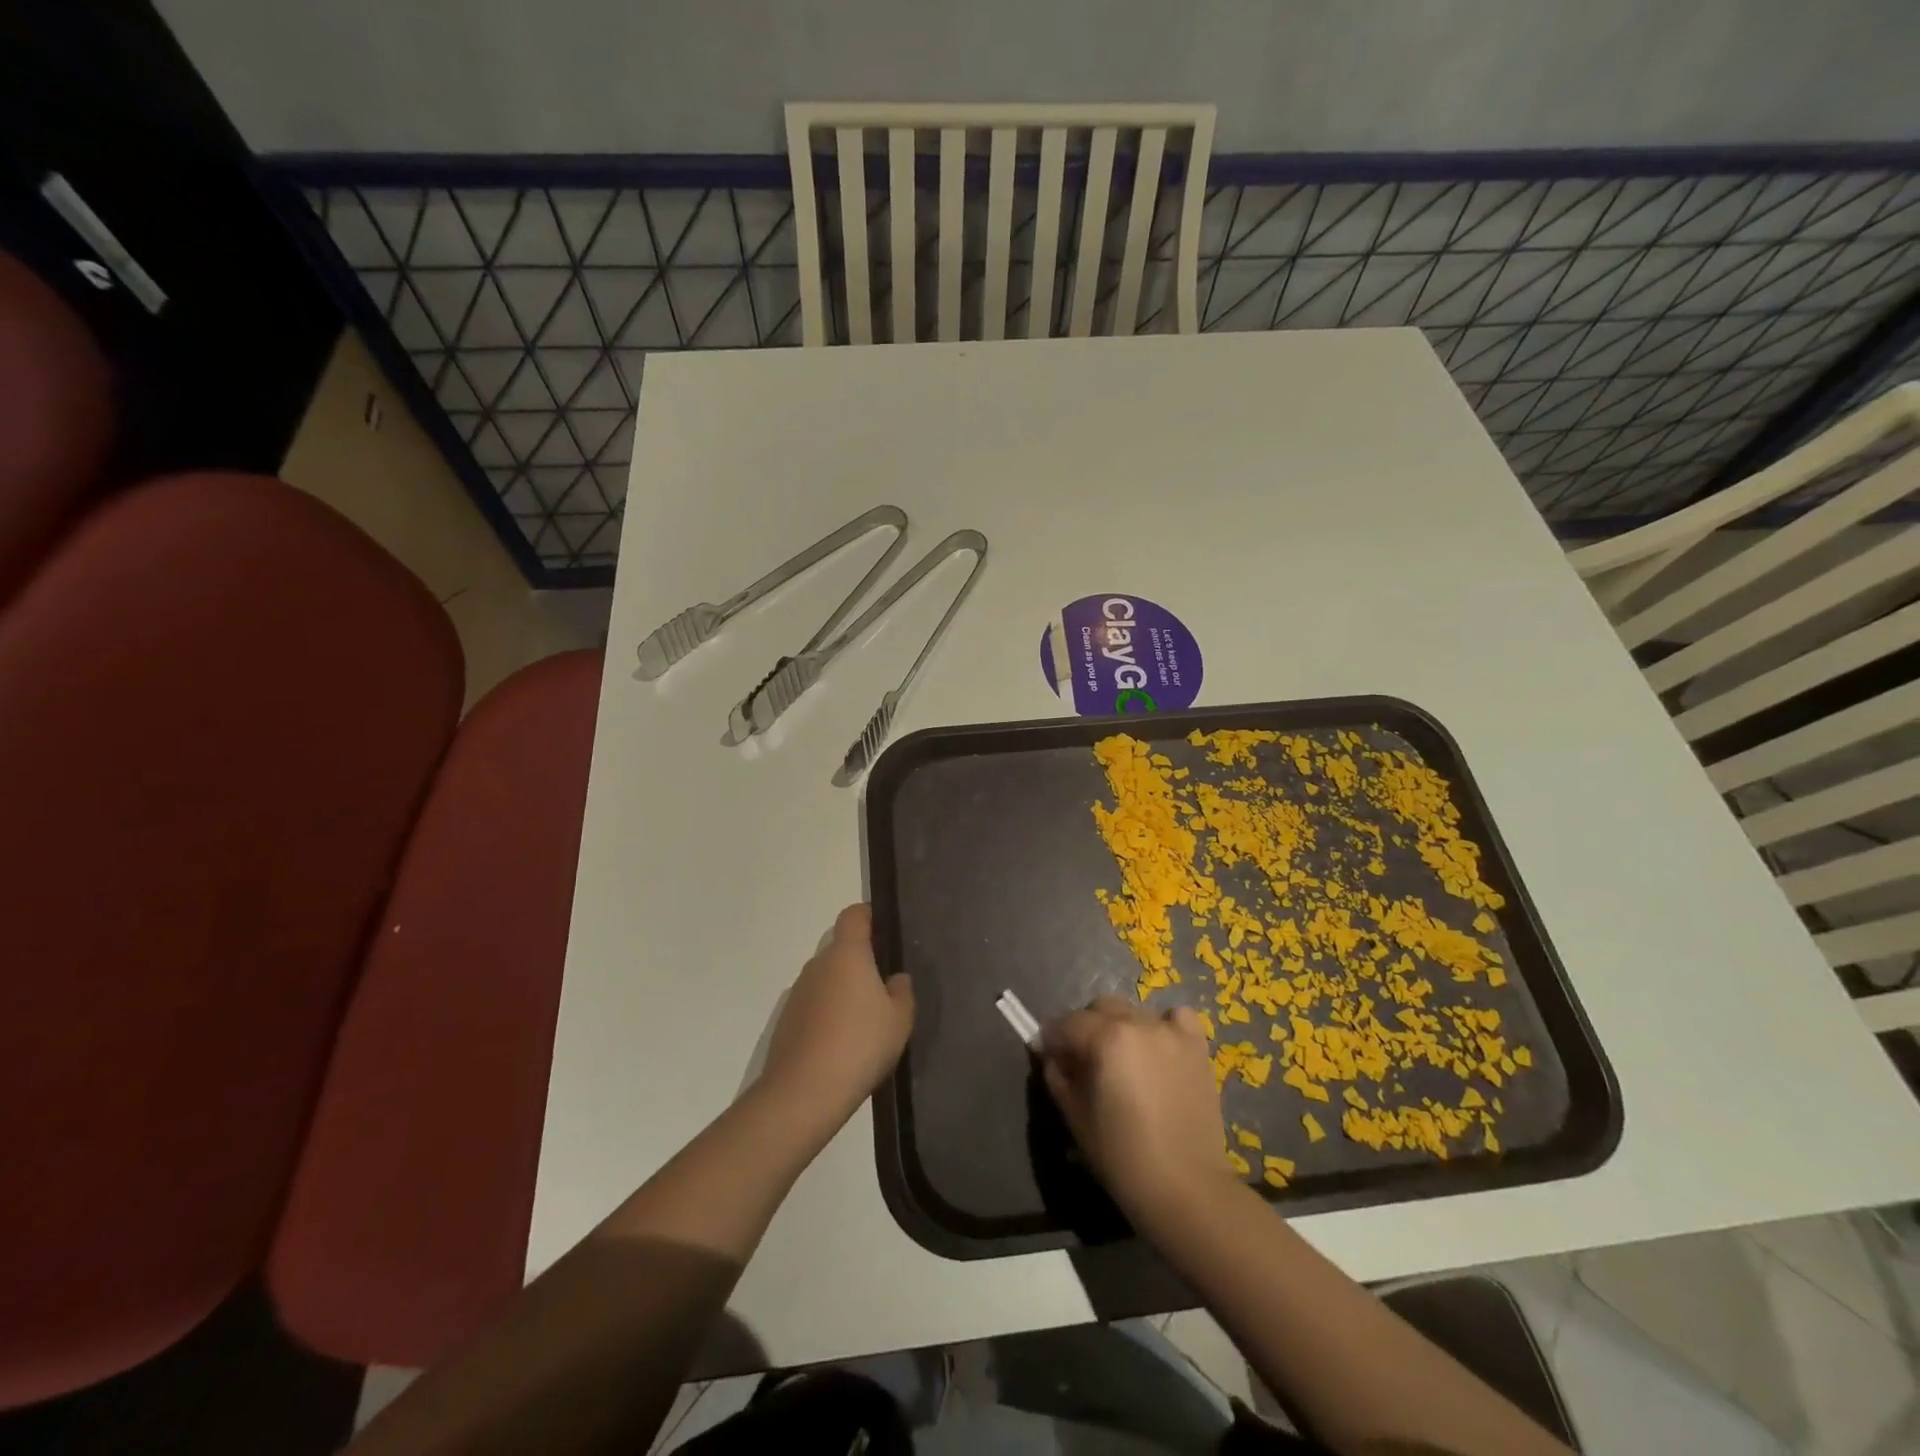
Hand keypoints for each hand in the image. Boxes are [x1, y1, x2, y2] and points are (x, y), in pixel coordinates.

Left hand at [758, 904, 914, 1136]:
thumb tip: (895, 978)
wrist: (804, 1092)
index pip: (854, 915)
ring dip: (843, 990)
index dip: (869, 915)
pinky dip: (828, 1014)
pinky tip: (842, 1044)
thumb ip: (902, 991)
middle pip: (841, 949)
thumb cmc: (860, 1045)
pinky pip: (814, 1005)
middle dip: (861, 962)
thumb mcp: (899, 1019)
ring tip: (865, 1022)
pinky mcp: (787, 1020)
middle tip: (884, 988)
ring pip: (827, 979)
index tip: (884, 929)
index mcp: (847, 954)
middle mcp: (818, 965)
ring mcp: (798, 992)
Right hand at [1041, 996, 1235, 1223]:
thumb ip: (1057, 1076)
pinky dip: (1163, 1026)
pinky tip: (1159, 1050)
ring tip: (1123, 1061)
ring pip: (1134, 1012)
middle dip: (1085, 1028)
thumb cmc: (1122, 1157)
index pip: (1066, 1023)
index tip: (1049, 1057)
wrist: (1186, 1188)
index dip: (1052, 1039)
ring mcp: (1172, 1032)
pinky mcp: (1197, 1046)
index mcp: (1106, 1038)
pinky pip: (1176, 1018)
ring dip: (1120, 1028)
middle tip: (1084, 1062)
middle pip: (1100, 1007)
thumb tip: (1052, 1056)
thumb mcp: (1075, 1117)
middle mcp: (1139, 1023)